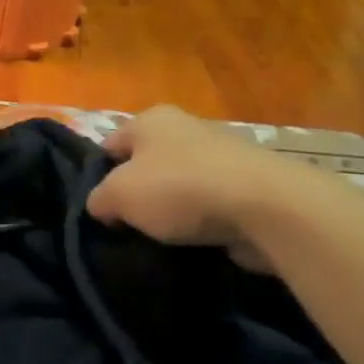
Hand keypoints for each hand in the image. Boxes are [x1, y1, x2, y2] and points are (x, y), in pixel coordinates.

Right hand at [86, 106, 315, 268]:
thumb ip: (98, 199)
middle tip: (125, 227)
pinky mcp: (246, 186)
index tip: (98, 210)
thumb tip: (102, 207)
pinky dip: (200, 223)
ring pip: (178, 186)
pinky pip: (209, 205)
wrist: (266, 207)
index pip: (109, 145)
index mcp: (151, 119)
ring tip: (158, 241)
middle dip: (136, 195)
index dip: (98, 176)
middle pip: (145, 165)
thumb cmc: (180, 188)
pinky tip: (193, 244)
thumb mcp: (119, 194)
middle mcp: (185, 129)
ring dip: (169, 211)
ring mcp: (220, 156)